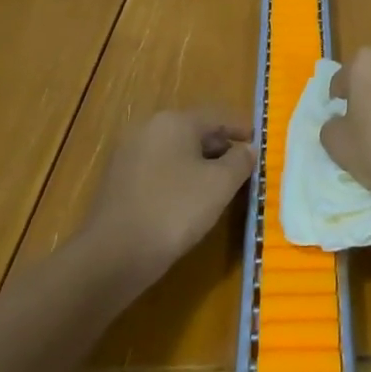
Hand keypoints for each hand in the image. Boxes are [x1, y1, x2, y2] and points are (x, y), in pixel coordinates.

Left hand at [81, 110, 254, 284]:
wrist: (112, 255)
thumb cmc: (174, 210)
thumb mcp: (219, 185)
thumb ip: (240, 162)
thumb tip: (248, 149)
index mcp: (174, 121)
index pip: (217, 116)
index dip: (240, 128)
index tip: (258, 142)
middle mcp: (148, 129)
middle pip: (194, 131)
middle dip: (220, 147)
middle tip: (242, 166)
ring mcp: (129, 154)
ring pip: (175, 152)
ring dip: (199, 164)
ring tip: (219, 186)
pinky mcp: (118, 181)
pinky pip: (158, 170)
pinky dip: (178, 178)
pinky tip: (188, 201)